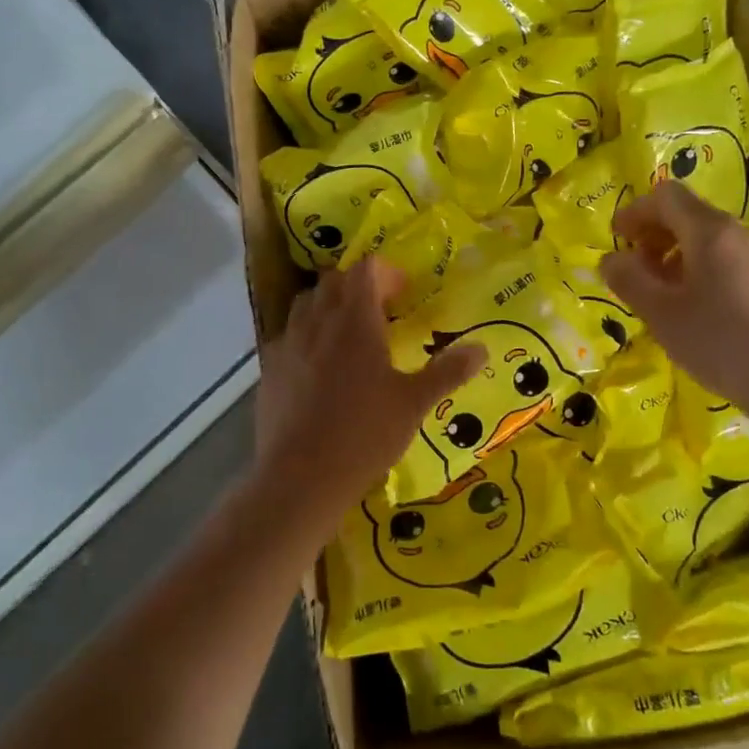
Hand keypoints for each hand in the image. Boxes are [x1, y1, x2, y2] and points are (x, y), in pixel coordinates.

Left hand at [252, 259, 483, 518]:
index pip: (365, 270)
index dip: (386, 273)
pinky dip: (305, 337)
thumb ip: (447, 372)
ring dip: (328, 306)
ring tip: (348, 334)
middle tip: (380, 310)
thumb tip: (481, 349)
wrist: (299, 477)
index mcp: (355, 321)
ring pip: (305, 304)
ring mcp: (287, 344)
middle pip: (333, 281)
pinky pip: (287, 336)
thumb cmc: (364, 435)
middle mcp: (317, 322)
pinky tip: (317, 367)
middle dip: (356, 286)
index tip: (404, 292)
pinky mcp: (267, 369)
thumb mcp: (414, 404)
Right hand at [598, 182, 748, 428]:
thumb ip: (629, 280)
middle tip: (632, 270)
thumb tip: (610, 259)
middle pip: (688, 216)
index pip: (666, 196)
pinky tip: (692, 312)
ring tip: (658, 295)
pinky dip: (699, 274)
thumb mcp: (661, 313)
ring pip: (708, 242)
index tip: (616, 239)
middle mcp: (739, 235)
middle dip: (653, 236)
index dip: (635, 211)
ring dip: (674, 258)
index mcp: (710, 232)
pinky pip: (726, 264)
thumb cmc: (722, 341)